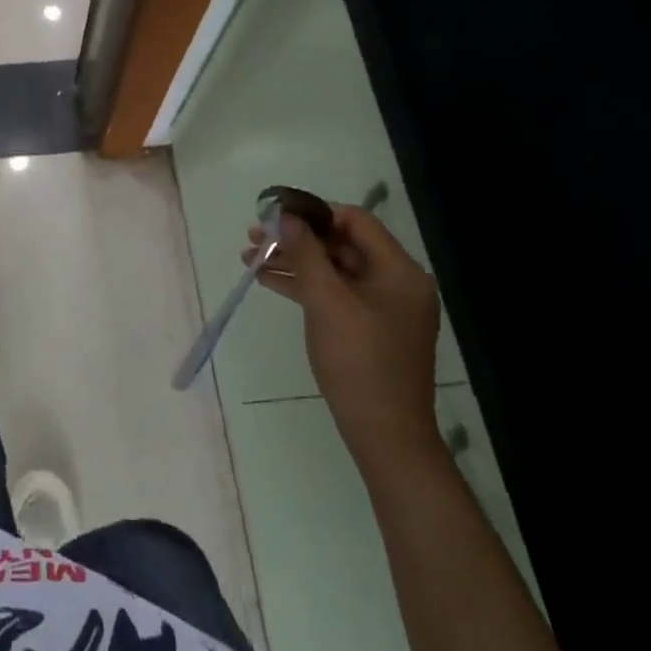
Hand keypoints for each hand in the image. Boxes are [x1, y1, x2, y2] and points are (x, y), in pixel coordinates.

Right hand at [245, 202, 441, 472]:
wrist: (385, 436)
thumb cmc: (358, 361)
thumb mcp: (326, 300)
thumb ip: (306, 253)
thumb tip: (286, 216)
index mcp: (399, 271)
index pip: (355, 221)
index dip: (315, 213)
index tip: (276, 216)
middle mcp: (397, 283)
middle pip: (342, 244)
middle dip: (297, 239)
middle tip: (256, 237)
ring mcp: (384, 308)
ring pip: (334, 269)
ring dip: (295, 261)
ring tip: (251, 258)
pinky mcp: (370, 329)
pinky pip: (335, 293)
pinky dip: (304, 285)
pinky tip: (268, 281)